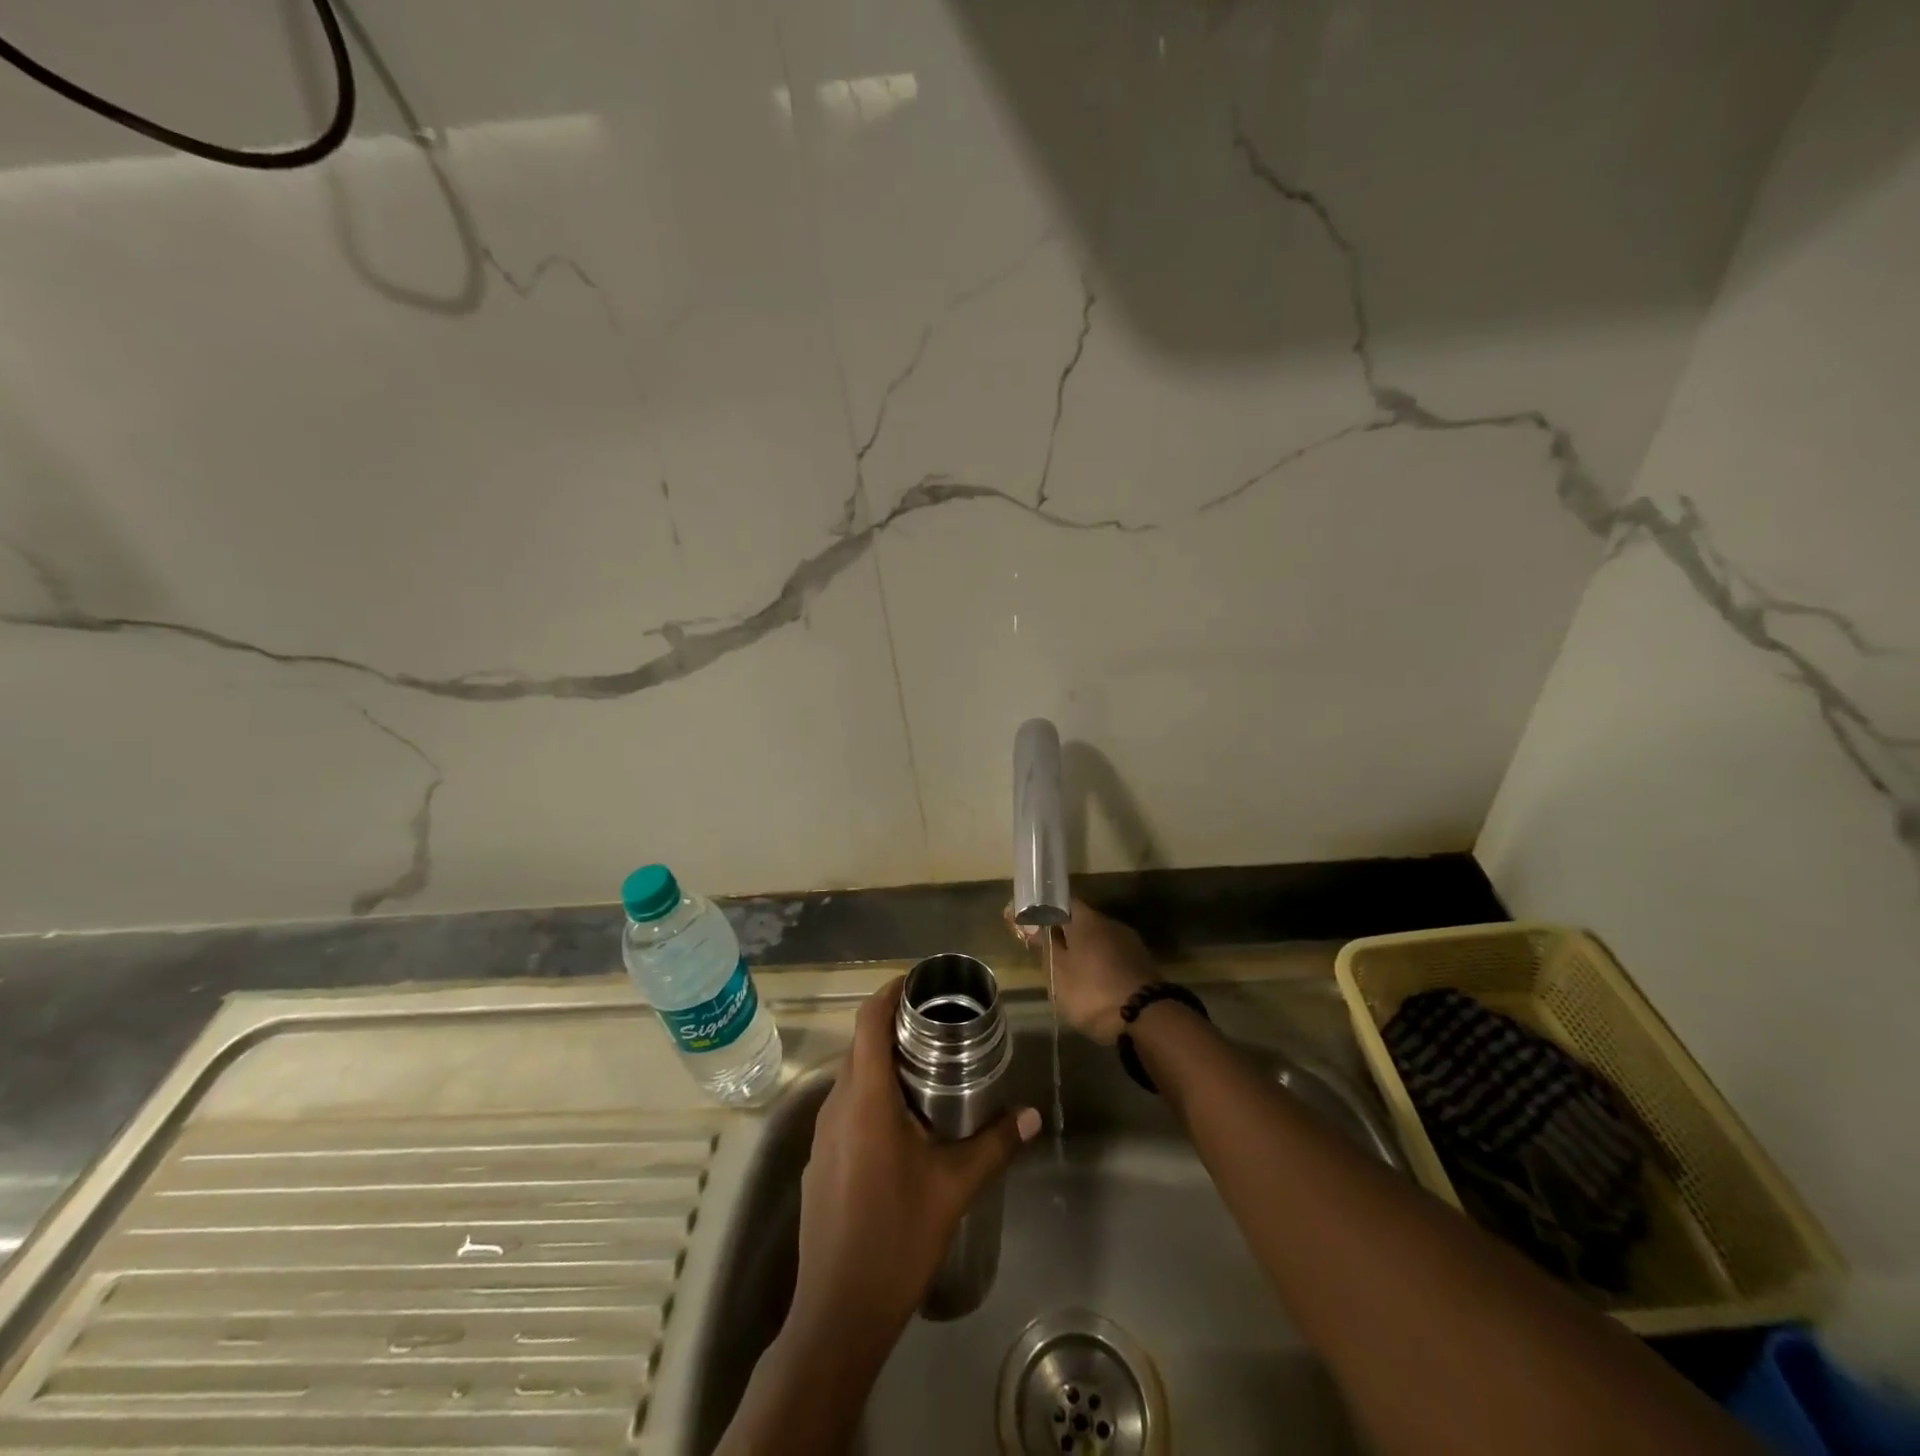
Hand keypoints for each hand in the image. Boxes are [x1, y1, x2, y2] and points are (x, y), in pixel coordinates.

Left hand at [789, 980, 1040, 1357]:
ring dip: (882, 1064)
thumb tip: (1030, 1114)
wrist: (837, 1313)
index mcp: (866, 1099)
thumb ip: (994, 1145)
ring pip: (852, 1078)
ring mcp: (820, 1135)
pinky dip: (870, 1096)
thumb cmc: (897, 1239)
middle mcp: (836, 1106)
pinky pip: (844, 1109)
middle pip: (860, 1046)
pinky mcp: (818, 1161)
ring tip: (926, 1068)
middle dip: (893, 1027)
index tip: (917, 981)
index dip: (888, 992)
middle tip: (937, 1025)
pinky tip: (901, 1124)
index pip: (868, 1022)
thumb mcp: (953, 1188)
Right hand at [1006, 899, 1157, 1044]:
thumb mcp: (1057, 972)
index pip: (1060, 903)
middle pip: (1081, 922)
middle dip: (1063, 935)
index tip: (1026, 925)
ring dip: (1082, 952)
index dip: (1042, 912)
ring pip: (1098, 941)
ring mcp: (1130, 944)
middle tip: (1046, 954)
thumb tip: (1036, 927)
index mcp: (1087, 920)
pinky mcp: (1142, 965)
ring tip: (1068, 974)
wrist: (1147, 1018)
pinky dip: (1099, 966)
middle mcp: (1110, 924)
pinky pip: (1112, 957)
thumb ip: (1046, 946)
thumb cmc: (1092, 991)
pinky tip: (1092, 984)